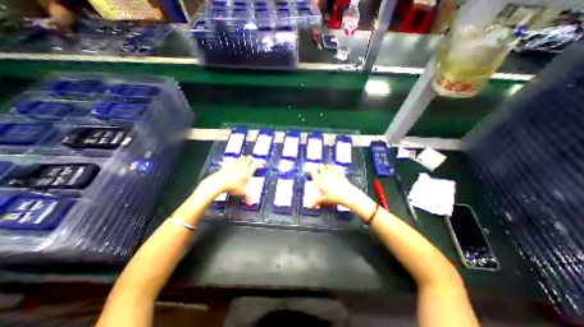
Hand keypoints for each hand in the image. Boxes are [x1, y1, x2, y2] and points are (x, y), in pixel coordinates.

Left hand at [204, 155, 259, 196]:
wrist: (219, 182)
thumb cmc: (233, 187)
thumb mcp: (242, 193)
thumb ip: (247, 197)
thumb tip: (250, 203)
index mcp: (248, 171)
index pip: (257, 164)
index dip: (261, 163)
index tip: (264, 163)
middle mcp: (242, 166)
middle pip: (249, 158)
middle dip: (251, 159)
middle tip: (252, 163)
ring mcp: (234, 164)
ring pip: (241, 157)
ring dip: (243, 159)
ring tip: (243, 163)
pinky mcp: (227, 165)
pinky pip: (232, 160)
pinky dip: (234, 161)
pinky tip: (233, 165)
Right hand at [307, 163, 363, 209]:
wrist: (347, 194)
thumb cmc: (335, 197)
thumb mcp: (324, 200)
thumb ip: (316, 201)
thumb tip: (309, 206)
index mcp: (319, 180)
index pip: (312, 171)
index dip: (310, 170)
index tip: (309, 171)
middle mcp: (325, 175)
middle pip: (320, 166)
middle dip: (318, 166)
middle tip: (317, 169)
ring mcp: (333, 173)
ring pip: (328, 165)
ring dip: (326, 167)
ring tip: (325, 169)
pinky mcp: (340, 173)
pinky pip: (335, 168)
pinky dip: (334, 168)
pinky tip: (334, 170)